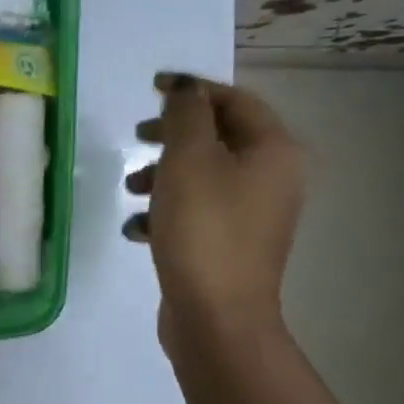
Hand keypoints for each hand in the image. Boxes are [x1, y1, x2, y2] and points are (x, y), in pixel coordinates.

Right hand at [126, 75, 303, 358]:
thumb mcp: (188, 160)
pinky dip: (167, 211)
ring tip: (130, 189)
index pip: (235, 100)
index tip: (152, 87)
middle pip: (218, 137)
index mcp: (273, 151)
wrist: (217, 317)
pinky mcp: (230, 244)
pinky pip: (197, 212)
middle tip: (138, 136)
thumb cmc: (203, 229)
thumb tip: (186, 89)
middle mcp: (272, 178)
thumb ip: (186, 115)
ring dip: (162, 174)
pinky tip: (136, 228)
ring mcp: (253, 215)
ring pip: (203, 175)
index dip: (193, 89)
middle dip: (172, 135)